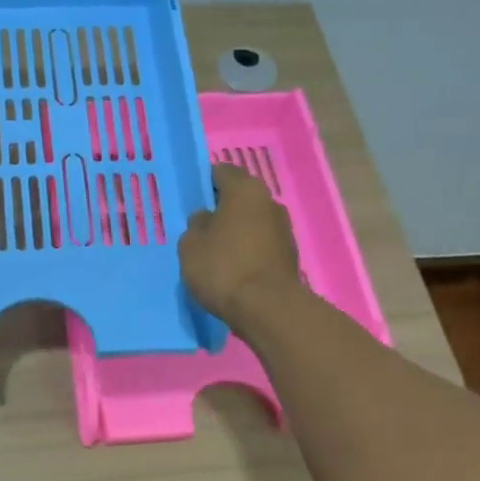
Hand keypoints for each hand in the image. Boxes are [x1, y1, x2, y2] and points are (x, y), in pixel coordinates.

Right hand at [179, 164, 303, 325]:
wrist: (267, 308)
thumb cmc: (223, 267)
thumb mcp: (190, 245)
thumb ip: (196, 225)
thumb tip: (207, 219)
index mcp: (245, 190)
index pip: (222, 172)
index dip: (204, 183)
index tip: (191, 199)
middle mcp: (269, 202)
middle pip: (240, 198)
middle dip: (221, 209)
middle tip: (199, 227)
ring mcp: (283, 229)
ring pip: (251, 222)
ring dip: (235, 231)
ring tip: (214, 251)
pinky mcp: (289, 255)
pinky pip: (260, 244)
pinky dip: (247, 250)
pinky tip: (232, 268)